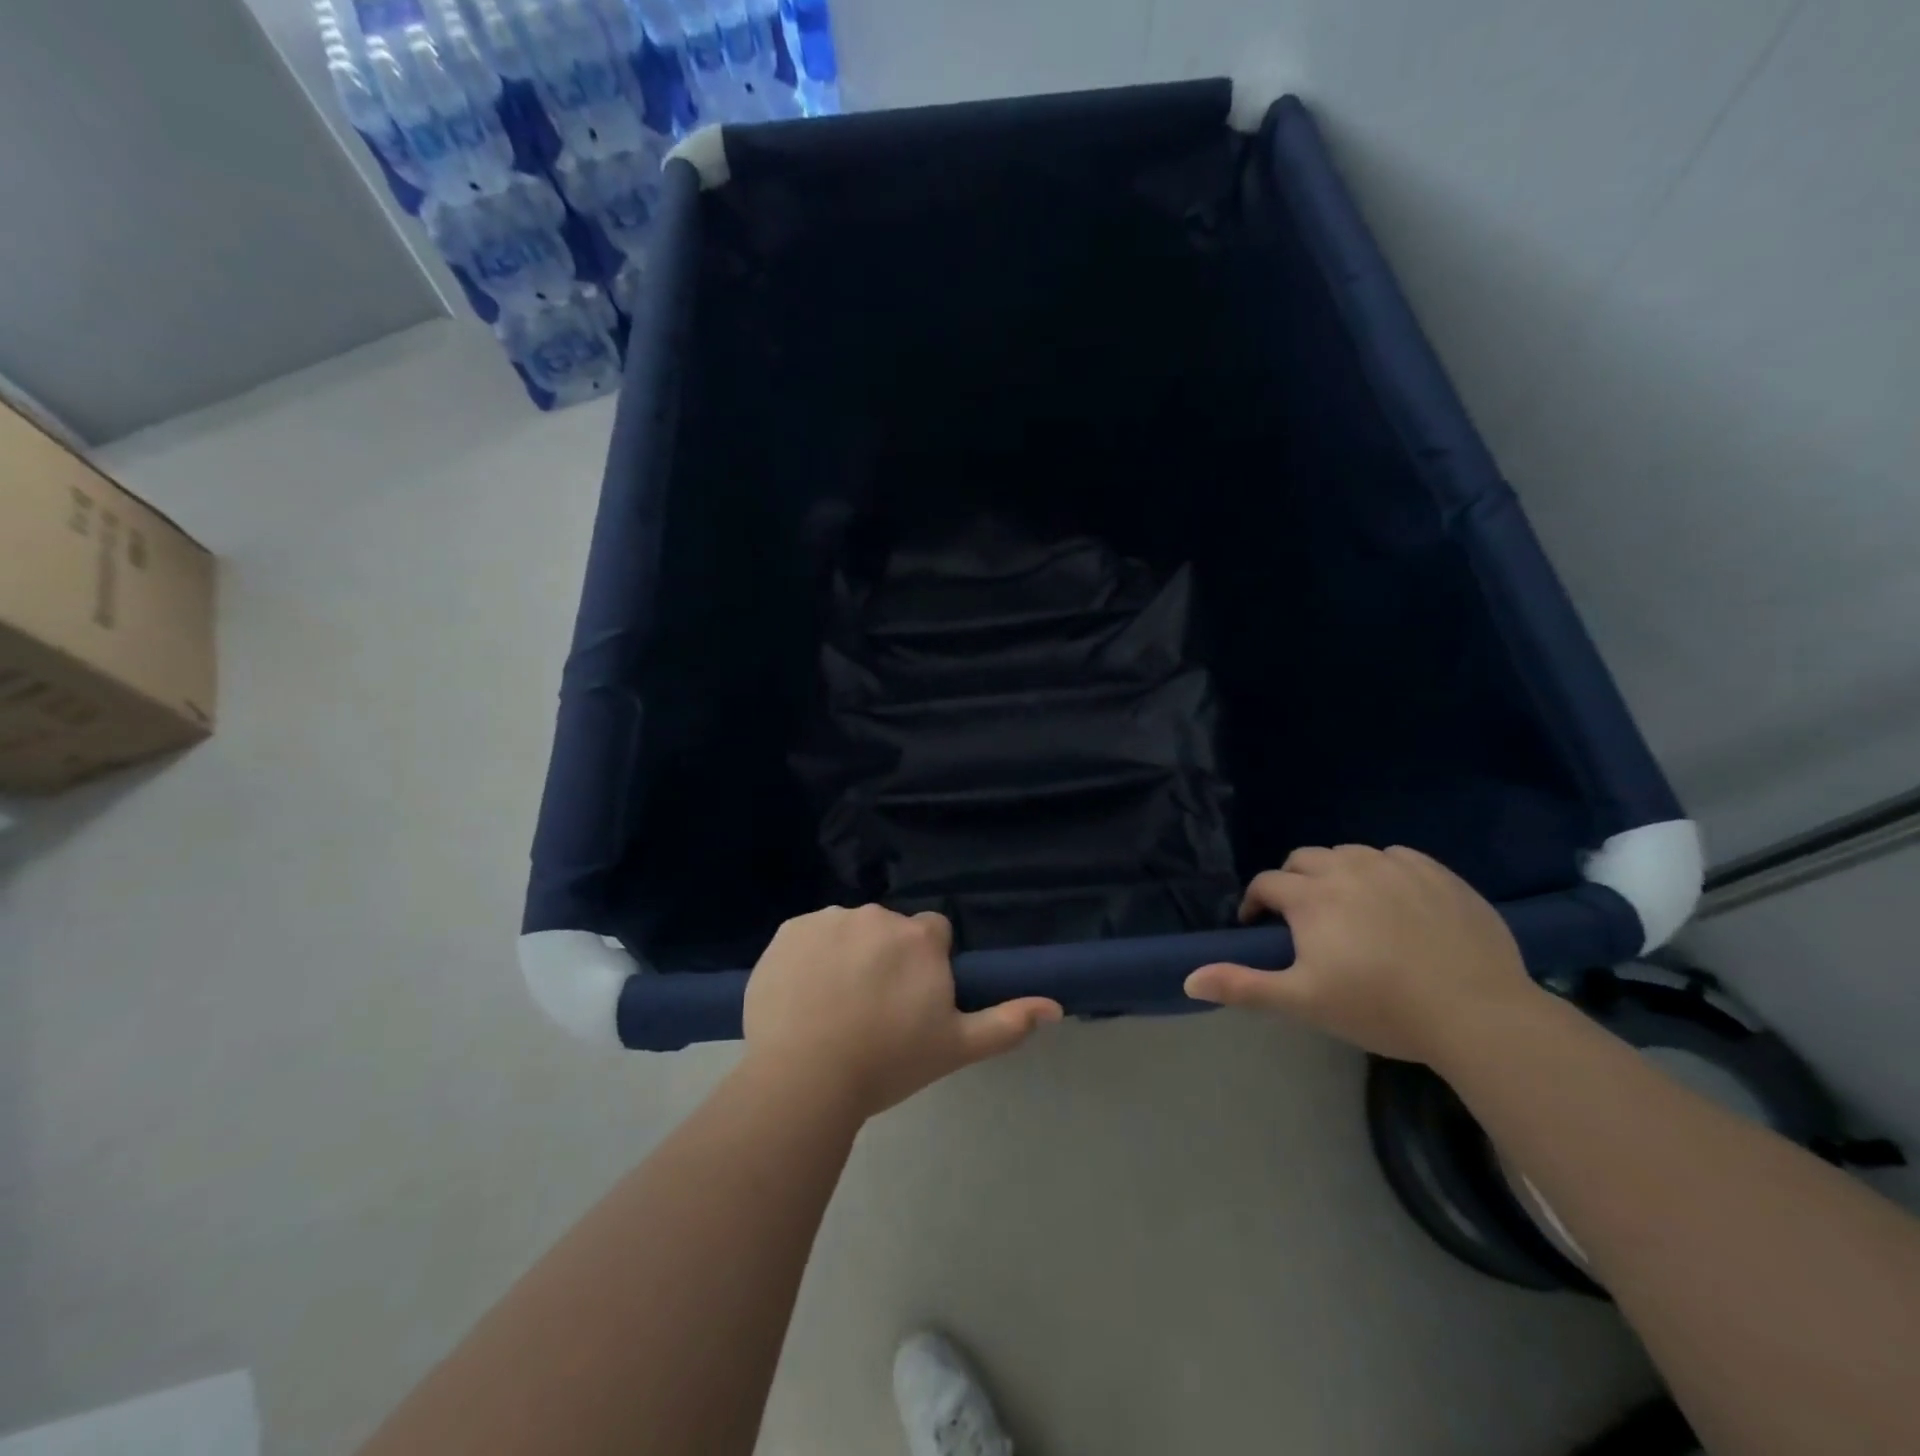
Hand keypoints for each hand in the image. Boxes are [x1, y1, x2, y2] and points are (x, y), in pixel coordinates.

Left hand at [742, 904, 1063, 1117]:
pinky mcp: (789, 930)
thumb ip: (1007, 1022)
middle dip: (885, 958)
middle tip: (871, 1010)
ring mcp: (829, 919)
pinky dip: (808, 957)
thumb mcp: (956, 1047)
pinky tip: (801, 996)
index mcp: (920, 937)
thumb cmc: (888, 1062)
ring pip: (847, 931)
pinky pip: (807, 936)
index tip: (911, 1000)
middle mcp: (877, 915)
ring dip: (846, 955)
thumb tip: (1056, 1007)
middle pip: (889, 931)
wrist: (804, 1077)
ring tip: (831, 1007)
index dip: (925, 965)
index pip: (932, 933)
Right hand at [1183, 845, 1543, 1063]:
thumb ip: (1243, 986)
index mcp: (1311, 896)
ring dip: (1336, 872)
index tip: (1259, 927)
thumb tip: (1188, 979)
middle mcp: (1347, 868)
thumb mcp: (1303, 1002)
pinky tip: (1395, 900)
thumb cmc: (1380, 1007)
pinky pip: (1396, 856)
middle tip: (1303, 918)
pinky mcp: (1438, 873)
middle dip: (1293, 882)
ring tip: (1349, 907)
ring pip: (1349, 853)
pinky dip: (1383, 871)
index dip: (1255, 903)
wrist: (1478, 1012)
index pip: (1266, 884)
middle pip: (1304, 859)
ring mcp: (1395, 867)